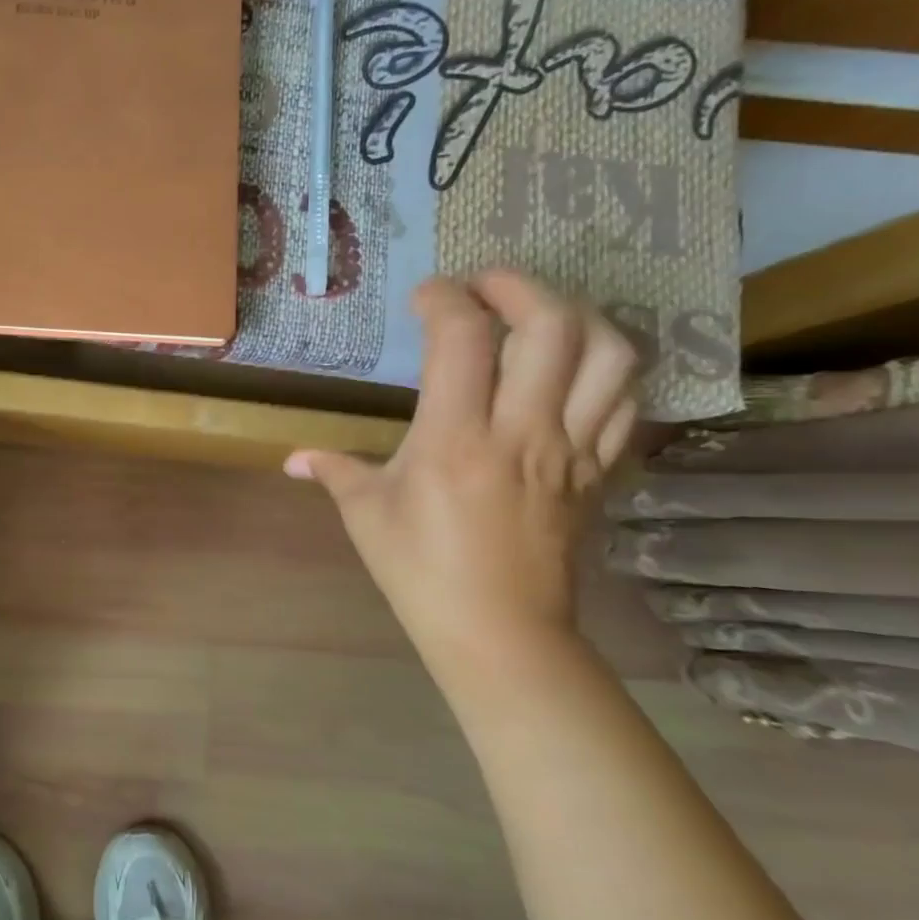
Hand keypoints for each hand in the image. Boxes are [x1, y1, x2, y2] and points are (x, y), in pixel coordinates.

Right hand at [285, 271, 638, 677]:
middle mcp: (521, 431)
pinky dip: (607, 365)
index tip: (424, 298)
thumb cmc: (421, 573)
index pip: (462, 338)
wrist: (500, 634)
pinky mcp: (598, 470)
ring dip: (576, 315)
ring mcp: (570, 449)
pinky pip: (625, 400)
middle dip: (516, 285)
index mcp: (455, 439)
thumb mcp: (366, 516)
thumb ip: (331, 470)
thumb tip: (293, 459)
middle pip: (551, 325)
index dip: (444, 298)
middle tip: (483, 286)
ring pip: (608, 355)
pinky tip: (574, 364)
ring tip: (538, 314)